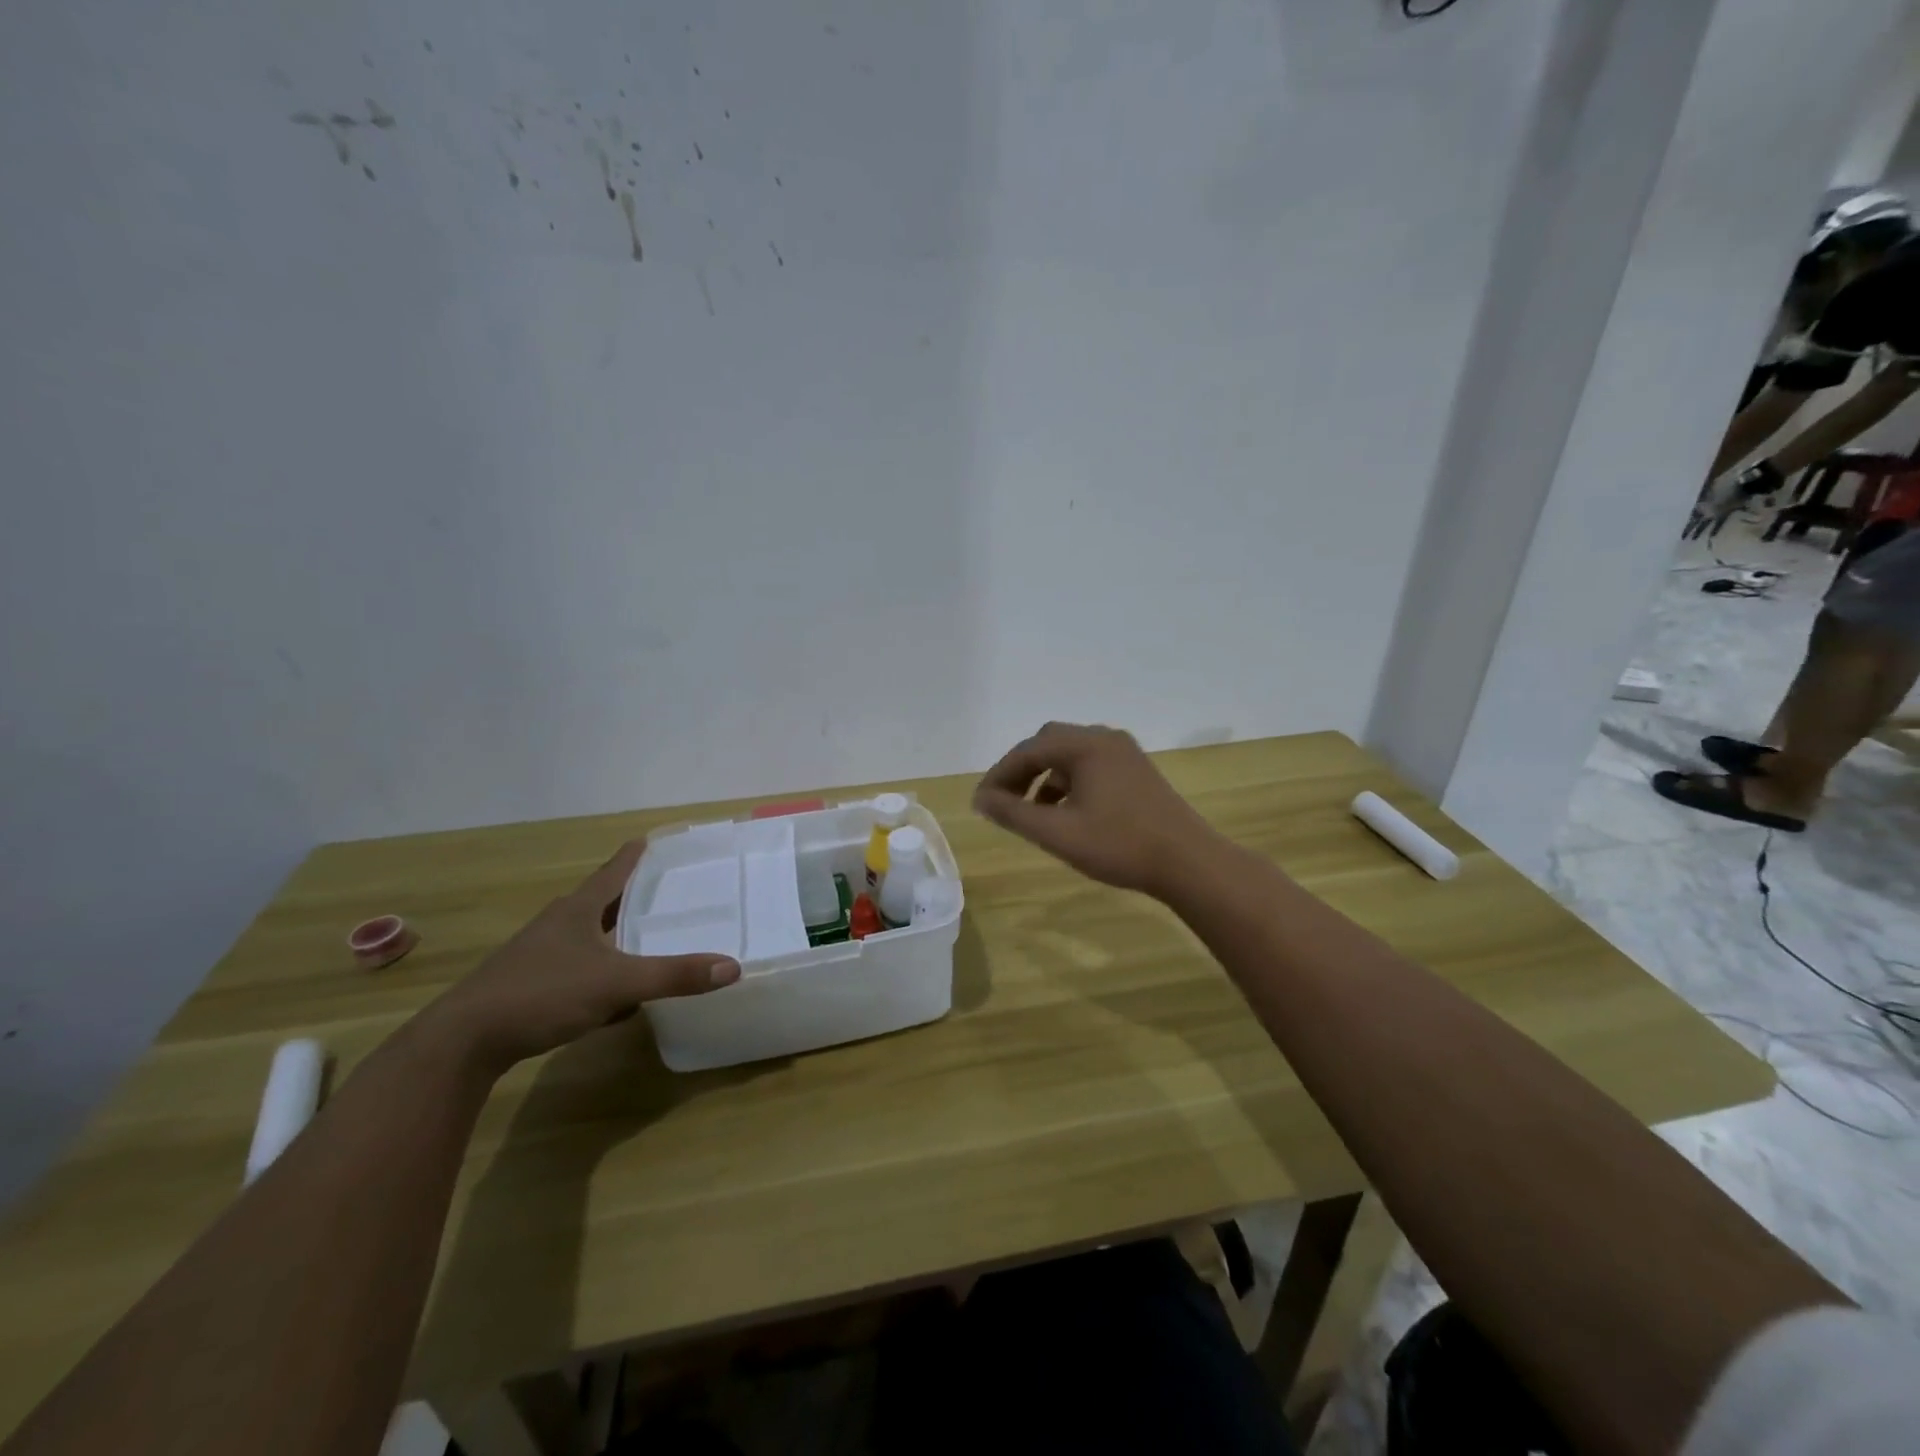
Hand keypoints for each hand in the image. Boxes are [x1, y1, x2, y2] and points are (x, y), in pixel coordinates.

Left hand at [420, 839, 739, 1078]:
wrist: (462, 1043)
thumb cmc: (541, 993)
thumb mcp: (616, 984)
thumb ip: (673, 976)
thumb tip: (733, 966)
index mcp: (577, 909)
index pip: (614, 872)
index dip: (634, 855)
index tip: (651, 839)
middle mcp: (558, 925)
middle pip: (601, 901)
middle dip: (631, 896)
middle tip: (666, 890)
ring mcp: (540, 956)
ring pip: (589, 938)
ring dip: (616, 936)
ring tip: (648, 939)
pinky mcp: (530, 987)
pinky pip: (579, 970)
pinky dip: (603, 973)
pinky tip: (618, 997)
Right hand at [972, 722, 1222, 896]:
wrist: (1188, 862)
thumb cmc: (1119, 845)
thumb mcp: (1058, 833)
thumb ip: (1013, 813)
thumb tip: (980, 799)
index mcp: (1085, 746)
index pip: (1027, 751)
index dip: (999, 775)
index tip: (981, 803)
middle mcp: (1104, 739)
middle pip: (1048, 743)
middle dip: (1021, 770)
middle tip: (1003, 801)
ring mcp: (1125, 753)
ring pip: (1070, 754)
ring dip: (1045, 776)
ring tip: (1032, 811)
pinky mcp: (1137, 770)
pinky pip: (1091, 765)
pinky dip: (1069, 781)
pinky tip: (1067, 812)